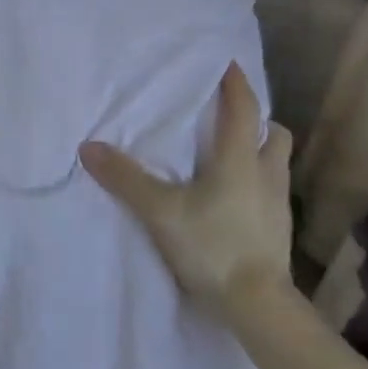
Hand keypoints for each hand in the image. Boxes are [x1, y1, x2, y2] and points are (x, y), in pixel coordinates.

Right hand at [79, 64, 293, 318]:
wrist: (257, 305)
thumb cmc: (212, 247)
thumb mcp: (161, 212)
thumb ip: (126, 179)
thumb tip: (88, 147)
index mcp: (241, 159)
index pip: (244, 108)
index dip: (236, 83)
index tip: (228, 63)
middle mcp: (266, 173)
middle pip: (273, 133)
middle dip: (256, 120)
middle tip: (230, 118)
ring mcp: (277, 204)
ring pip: (275, 163)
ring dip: (258, 151)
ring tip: (231, 156)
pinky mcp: (279, 230)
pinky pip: (271, 191)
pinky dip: (256, 183)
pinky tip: (234, 199)